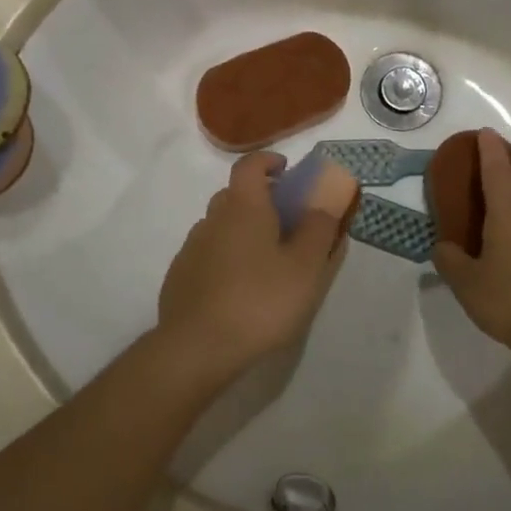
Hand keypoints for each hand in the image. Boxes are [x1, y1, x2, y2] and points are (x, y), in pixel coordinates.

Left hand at [156, 153, 347, 383]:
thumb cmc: (260, 301)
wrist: (197, 349)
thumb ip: (320, 226)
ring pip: (220, 226)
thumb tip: (329, 192)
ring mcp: (191, 248)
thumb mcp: (305, 266)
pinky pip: (208, 254)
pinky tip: (239, 287)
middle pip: (235, 195)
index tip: (287, 171)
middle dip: (261, 199)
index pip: (251, 165)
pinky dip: (226, 257)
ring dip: (243, 230)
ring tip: (266, 261)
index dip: (269, 161)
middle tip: (287, 222)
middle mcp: (212, 219)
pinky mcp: (180, 277)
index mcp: (243, 207)